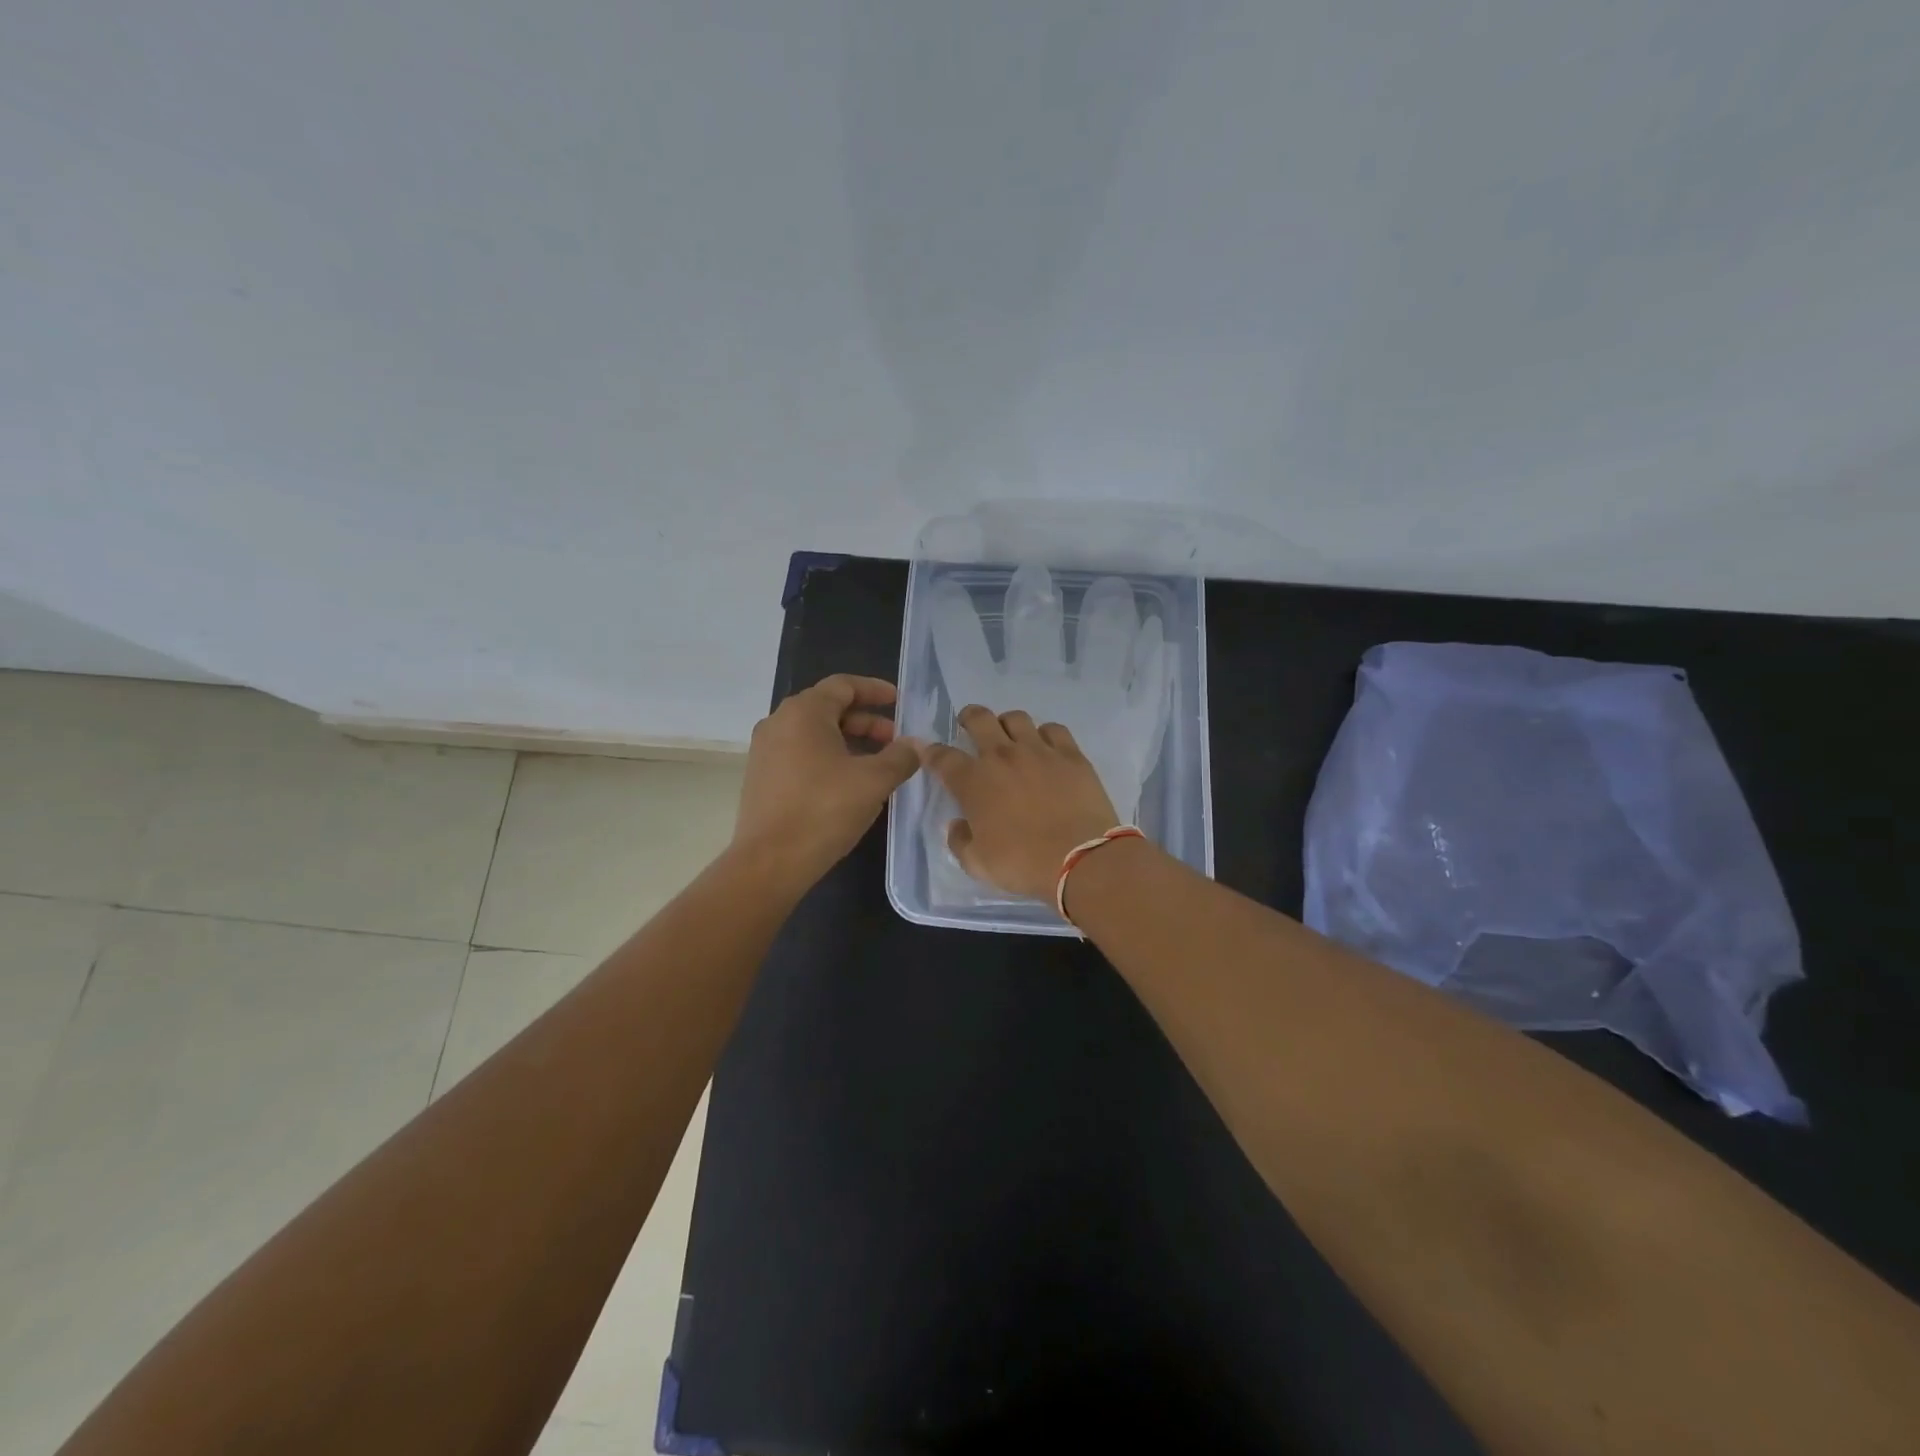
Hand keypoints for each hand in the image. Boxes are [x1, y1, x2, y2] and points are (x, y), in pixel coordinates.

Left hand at [733, 674, 921, 886]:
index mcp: (804, 712)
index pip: (843, 685)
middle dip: (866, 721)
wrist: (770, 862)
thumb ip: (901, 757)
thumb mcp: (874, 781)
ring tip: (878, 764)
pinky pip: (801, 754)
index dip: (875, 690)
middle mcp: (779, 722)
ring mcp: (766, 751)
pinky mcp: (762, 777)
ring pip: (815, 733)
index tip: (900, 702)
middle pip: (829, 708)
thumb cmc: (824, 810)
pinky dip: (829, 758)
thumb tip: (916, 745)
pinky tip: (850, 783)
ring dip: (849, 741)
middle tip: (896, 740)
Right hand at [918, 704, 1120, 898]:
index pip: (942, 757)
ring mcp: (1039, 751)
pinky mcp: (1071, 755)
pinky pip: (1054, 729)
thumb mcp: (977, 864)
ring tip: (1009, 736)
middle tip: (969, 725)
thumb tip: (958, 825)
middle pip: (979, 719)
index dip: (931, 752)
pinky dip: (1045, 734)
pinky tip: (1046, 747)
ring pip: (1016, 718)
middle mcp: (1002, 756)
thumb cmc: (1022, 864)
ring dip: (1007, 723)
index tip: (928, 752)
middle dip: (969, 718)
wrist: (1078, 859)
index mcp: (973, 782)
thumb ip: (960, 841)